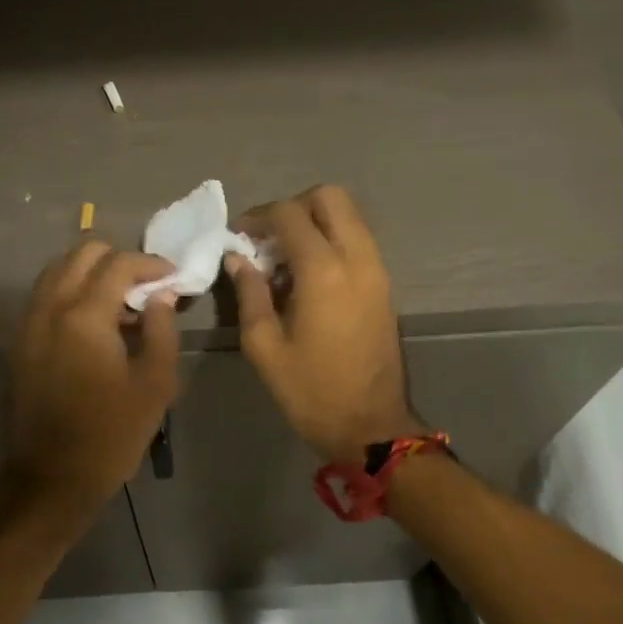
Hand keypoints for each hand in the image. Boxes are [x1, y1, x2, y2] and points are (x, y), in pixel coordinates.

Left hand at [0, 241, 180, 526]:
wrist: (52, 478)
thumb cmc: (111, 433)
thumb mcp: (154, 384)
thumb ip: (162, 329)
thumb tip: (162, 295)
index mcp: (84, 315)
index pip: (119, 263)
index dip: (151, 264)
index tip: (173, 278)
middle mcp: (50, 308)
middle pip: (82, 254)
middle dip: (118, 259)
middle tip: (145, 286)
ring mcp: (29, 323)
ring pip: (58, 270)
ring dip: (91, 273)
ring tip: (120, 302)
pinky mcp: (20, 341)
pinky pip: (45, 296)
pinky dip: (70, 291)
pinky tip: (94, 321)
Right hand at [227, 186, 424, 463]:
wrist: (371, 426)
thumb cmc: (311, 391)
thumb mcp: (265, 347)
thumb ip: (249, 294)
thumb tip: (237, 258)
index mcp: (323, 272)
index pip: (290, 214)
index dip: (259, 216)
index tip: (239, 236)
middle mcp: (357, 259)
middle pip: (330, 197)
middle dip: (294, 206)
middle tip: (268, 238)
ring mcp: (377, 270)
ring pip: (349, 216)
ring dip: (315, 222)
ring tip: (284, 258)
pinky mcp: (384, 286)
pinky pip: (358, 241)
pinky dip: (331, 240)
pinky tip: (308, 276)